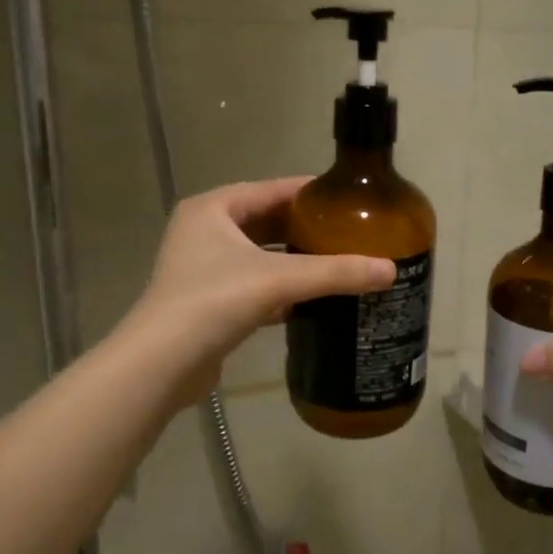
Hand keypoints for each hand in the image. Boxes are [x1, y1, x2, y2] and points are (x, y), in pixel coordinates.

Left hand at [120, 177, 395, 401]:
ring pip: (261, 256)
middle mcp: (204, 231)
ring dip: (295, 261)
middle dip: (307, 229)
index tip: (350, 199)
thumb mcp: (279, 280)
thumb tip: (391, 270)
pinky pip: (254, 285)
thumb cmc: (214, 302)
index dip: (312, 193)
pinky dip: (281, 289)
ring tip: (339, 263)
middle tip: (351, 234)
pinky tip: (312, 299)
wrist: (161, 364)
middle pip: (267, 221)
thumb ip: (335, 272)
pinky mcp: (209, 301)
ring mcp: (203, 268)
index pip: (272, 189)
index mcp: (213, 208)